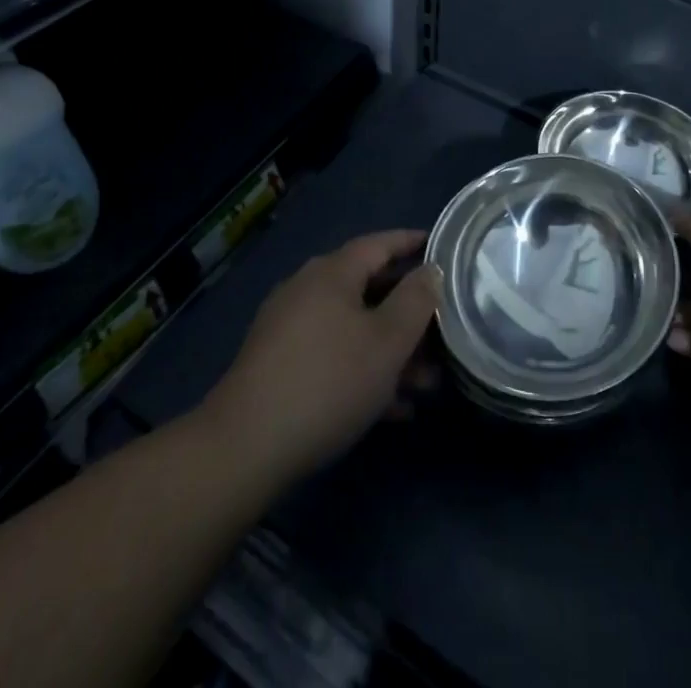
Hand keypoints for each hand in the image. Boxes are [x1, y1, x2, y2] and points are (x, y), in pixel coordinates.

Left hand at [200, 230, 439, 483]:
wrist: (245, 447)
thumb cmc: (328, 381)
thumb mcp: (387, 342)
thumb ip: (416, 301)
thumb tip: (430, 270)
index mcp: (332, 272)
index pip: (380, 243)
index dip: (413, 243)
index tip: (443, 249)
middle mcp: (308, 290)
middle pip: (369, 289)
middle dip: (409, 313)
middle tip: (445, 331)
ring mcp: (289, 328)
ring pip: (354, 328)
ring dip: (392, 350)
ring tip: (427, 383)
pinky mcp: (278, 366)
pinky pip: (334, 356)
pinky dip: (364, 371)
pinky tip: (393, 408)